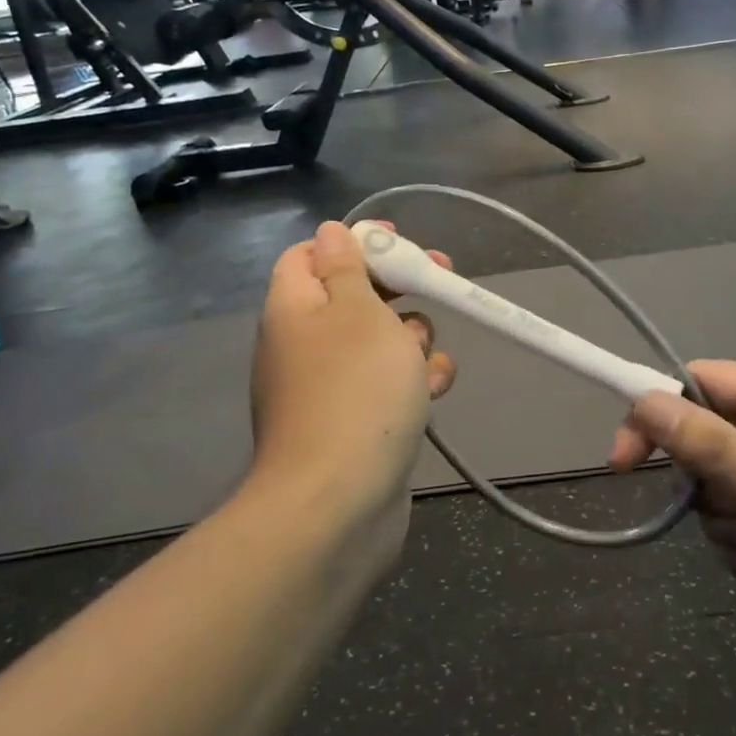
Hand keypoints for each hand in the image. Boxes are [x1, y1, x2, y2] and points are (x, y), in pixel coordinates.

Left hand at [251, 222, 456, 523]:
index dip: (354, 241)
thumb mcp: (358, 310)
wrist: (339, 503)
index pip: (310, 254)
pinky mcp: (355, 424)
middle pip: (353, 295)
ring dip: (412, 338)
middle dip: (400, 287)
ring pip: (378, 342)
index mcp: (294, 308)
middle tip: (441, 278)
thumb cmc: (355, 389)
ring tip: (426, 357)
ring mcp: (329, 388)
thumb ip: (347, 266)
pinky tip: (434, 390)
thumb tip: (330, 232)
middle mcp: (304, 344)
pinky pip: (386, 386)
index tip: (398, 241)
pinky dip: (411, 381)